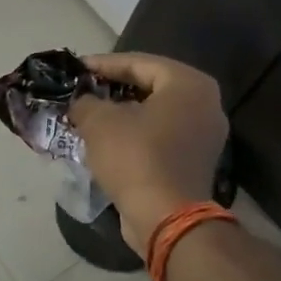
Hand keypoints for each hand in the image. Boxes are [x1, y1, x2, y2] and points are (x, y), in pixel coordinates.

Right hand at [68, 52, 227, 257]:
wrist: (166, 218)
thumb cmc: (135, 157)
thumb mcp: (98, 121)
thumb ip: (86, 101)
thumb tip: (81, 101)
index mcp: (188, 84)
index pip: (138, 62)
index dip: (102, 64)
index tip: (75, 69)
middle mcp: (204, 104)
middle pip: (149, 85)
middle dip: (112, 87)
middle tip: (82, 88)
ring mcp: (204, 135)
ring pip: (154, 112)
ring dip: (122, 112)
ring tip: (89, 112)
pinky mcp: (195, 161)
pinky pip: (160, 135)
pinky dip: (135, 132)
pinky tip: (105, 138)